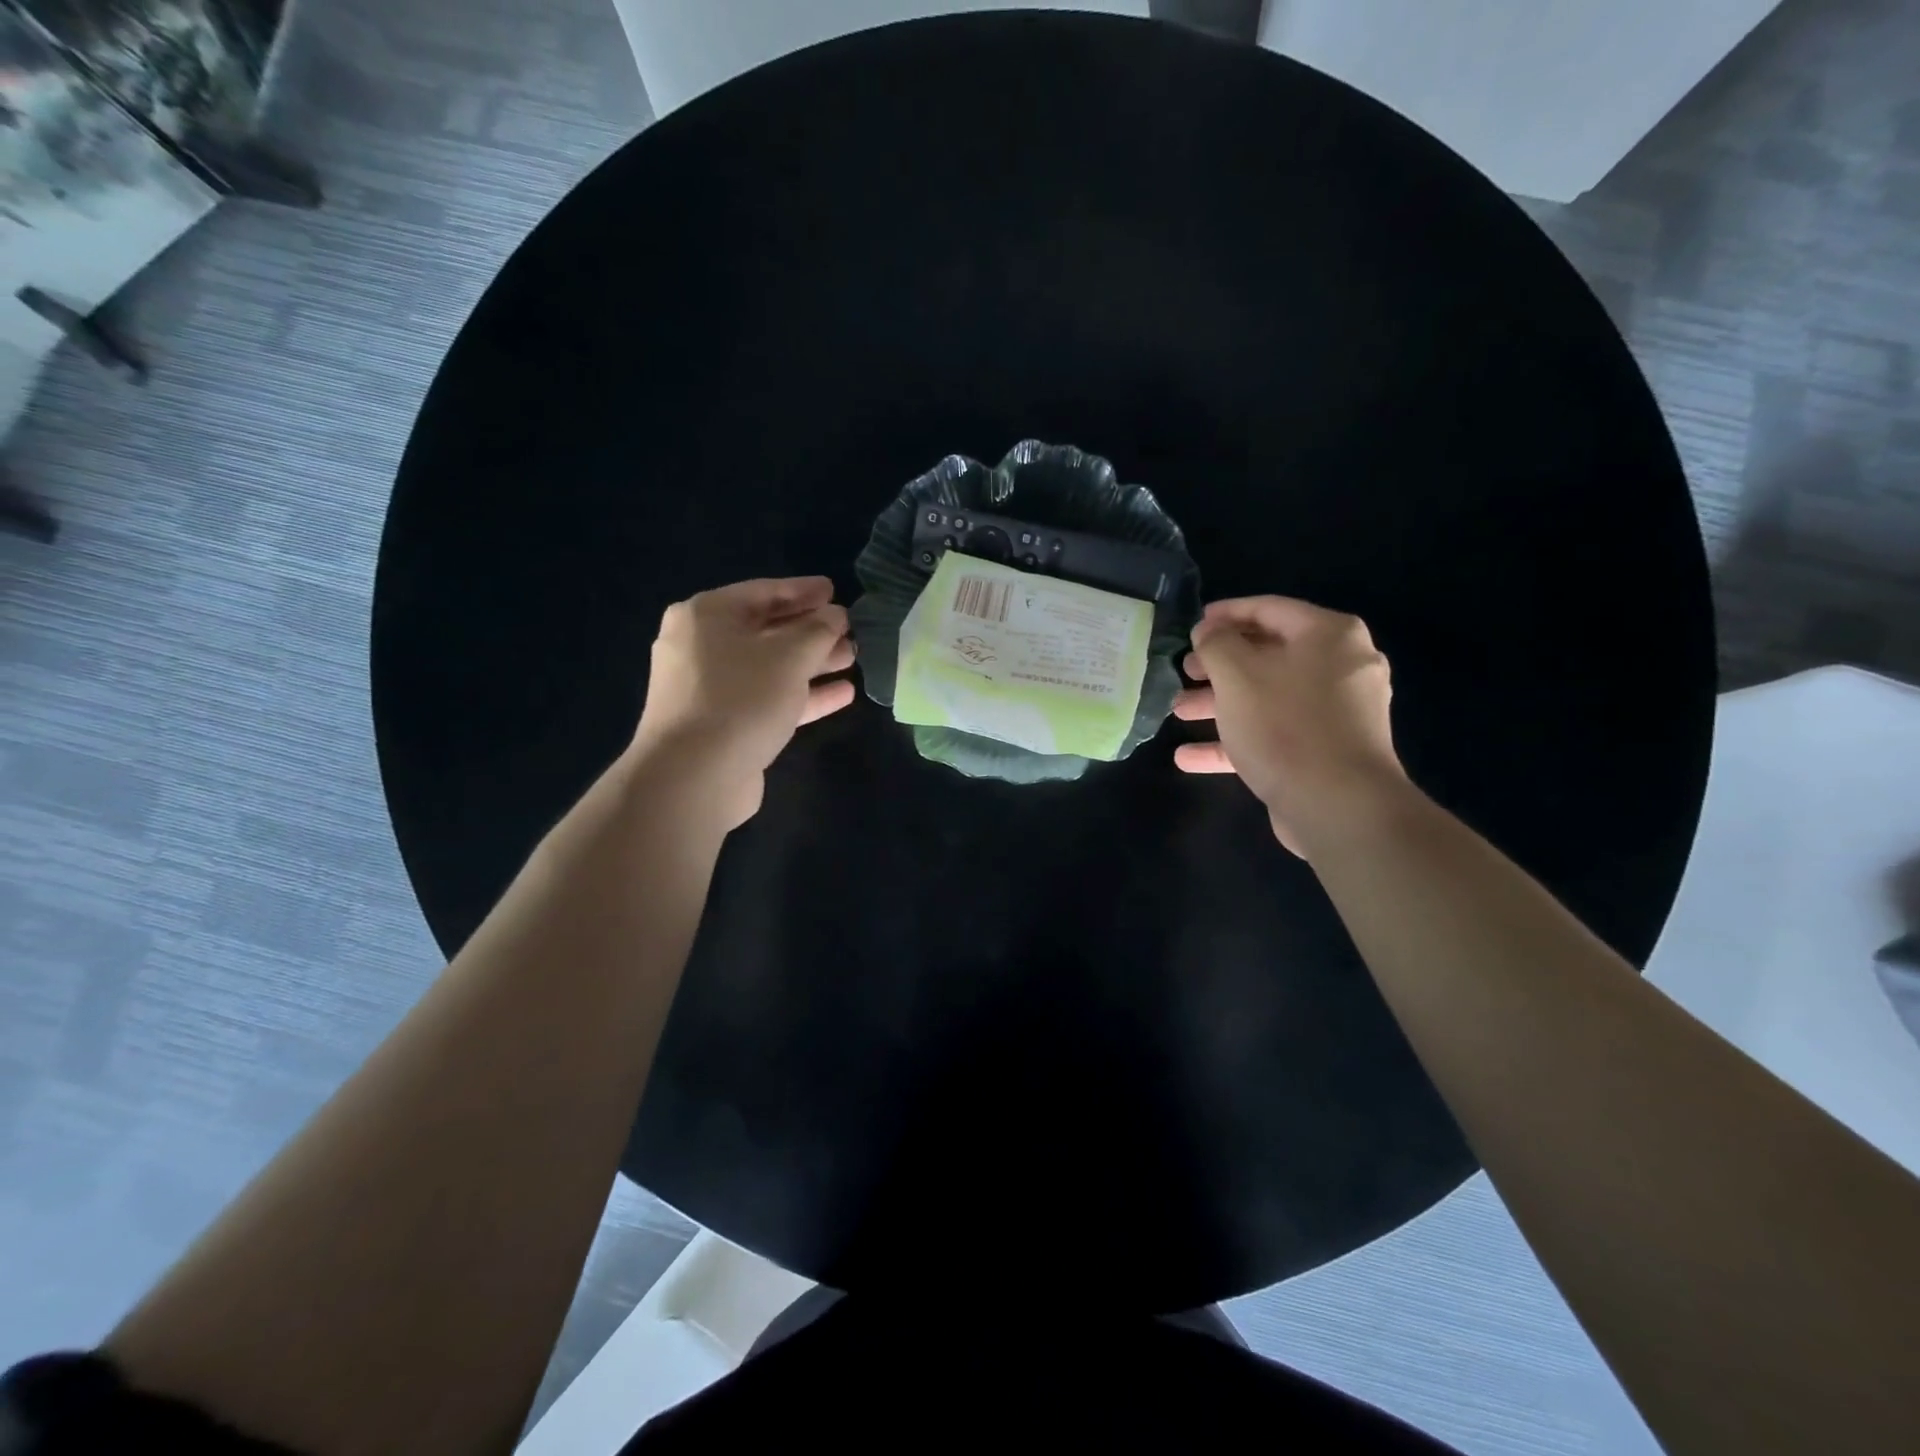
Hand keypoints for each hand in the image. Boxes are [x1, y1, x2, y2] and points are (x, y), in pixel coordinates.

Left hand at [630, 577, 855, 826]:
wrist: (694, 776)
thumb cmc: (741, 698)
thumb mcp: (790, 655)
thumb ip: (818, 630)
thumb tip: (835, 615)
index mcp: (707, 615)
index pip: (764, 592)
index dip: (804, 591)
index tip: (836, 592)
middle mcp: (702, 646)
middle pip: (767, 630)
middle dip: (812, 631)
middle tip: (851, 631)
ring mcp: (710, 688)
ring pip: (771, 667)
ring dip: (812, 664)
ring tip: (853, 659)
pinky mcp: (723, 724)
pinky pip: (768, 699)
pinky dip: (802, 695)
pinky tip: (842, 694)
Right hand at [1172, 596, 1404, 855]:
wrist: (1338, 806)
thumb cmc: (1285, 724)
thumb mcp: (1237, 674)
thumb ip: (1216, 644)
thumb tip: (1209, 632)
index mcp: (1328, 635)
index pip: (1268, 608)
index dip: (1224, 614)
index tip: (1191, 626)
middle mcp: (1340, 667)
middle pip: (1267, 655)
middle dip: (1218, 665)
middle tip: (1184, 671)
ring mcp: (1334, 713)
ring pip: (1266, 697)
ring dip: (1219, 703)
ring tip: (1178, 712)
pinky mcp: (1323, 751)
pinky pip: (1273, 734)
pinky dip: (1235, 740)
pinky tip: (1188, 757)